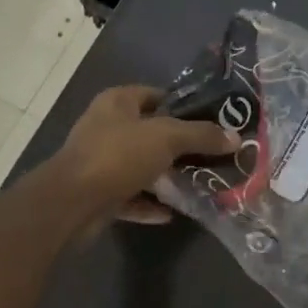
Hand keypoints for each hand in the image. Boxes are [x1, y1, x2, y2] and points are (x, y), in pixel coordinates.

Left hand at [51, 85, 237, 224]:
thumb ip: (201, 135)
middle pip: (150, 133)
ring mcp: (100, 162)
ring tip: (199, 183)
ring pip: (141, 166)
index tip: (212, 120)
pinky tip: (173, 212)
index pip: (155, 94)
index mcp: (117, 103)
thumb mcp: (167, 138)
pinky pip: (131, 197)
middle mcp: (106, 128)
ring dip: (166, 176)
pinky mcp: (98, 194)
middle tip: (212, 154)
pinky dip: (150, 204)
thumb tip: (235, 138)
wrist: (72, 204)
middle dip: (179, 145)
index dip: (183, 105)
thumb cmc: (118, 156)